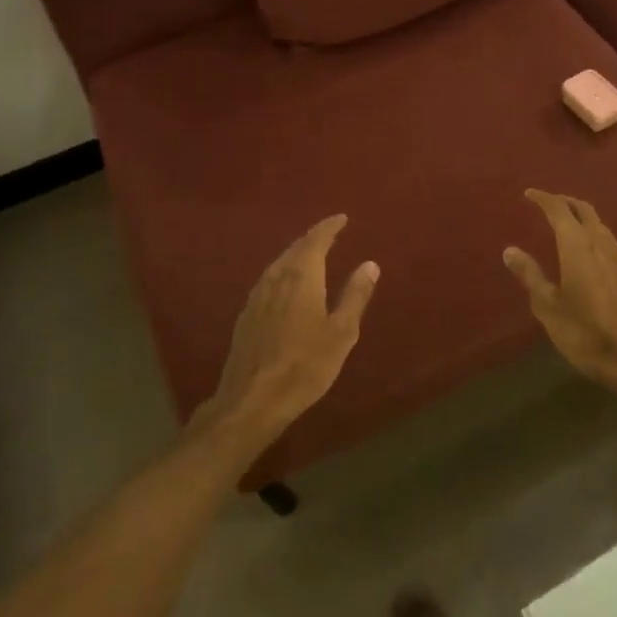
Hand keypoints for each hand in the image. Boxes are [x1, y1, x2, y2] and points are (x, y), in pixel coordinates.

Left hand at [196, 215, 378, 450]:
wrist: (252, 399)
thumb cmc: (305, 366)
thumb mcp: (341, 333)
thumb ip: (355, 295)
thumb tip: (370, 264)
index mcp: (302, 277)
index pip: (316, 240)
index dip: (329, 227)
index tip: (342, 218)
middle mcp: (276, 278)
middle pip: (295, 248)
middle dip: (313, 238)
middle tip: (329, 233)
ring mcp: (257, 296)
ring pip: (279, 263)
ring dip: (296, 253)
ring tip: (310, 254)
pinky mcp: (246, 315)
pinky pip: (269, 279)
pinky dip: (283, 271)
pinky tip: (285, 284)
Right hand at [503, 189, 616, 402]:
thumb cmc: (585, 333)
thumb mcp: (548, 306)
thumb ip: (530, 274)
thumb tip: (510, 249)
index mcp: (577, 246)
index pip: (559, 210)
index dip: (543, 199)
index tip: (529, 194)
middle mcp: (602, 244)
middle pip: (585, 210)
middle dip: (566, 202)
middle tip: (549, 204)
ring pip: (601, 226)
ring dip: (583, 218)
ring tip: (567, 225)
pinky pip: (611, 243)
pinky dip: (596, 236)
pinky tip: (591, 253)